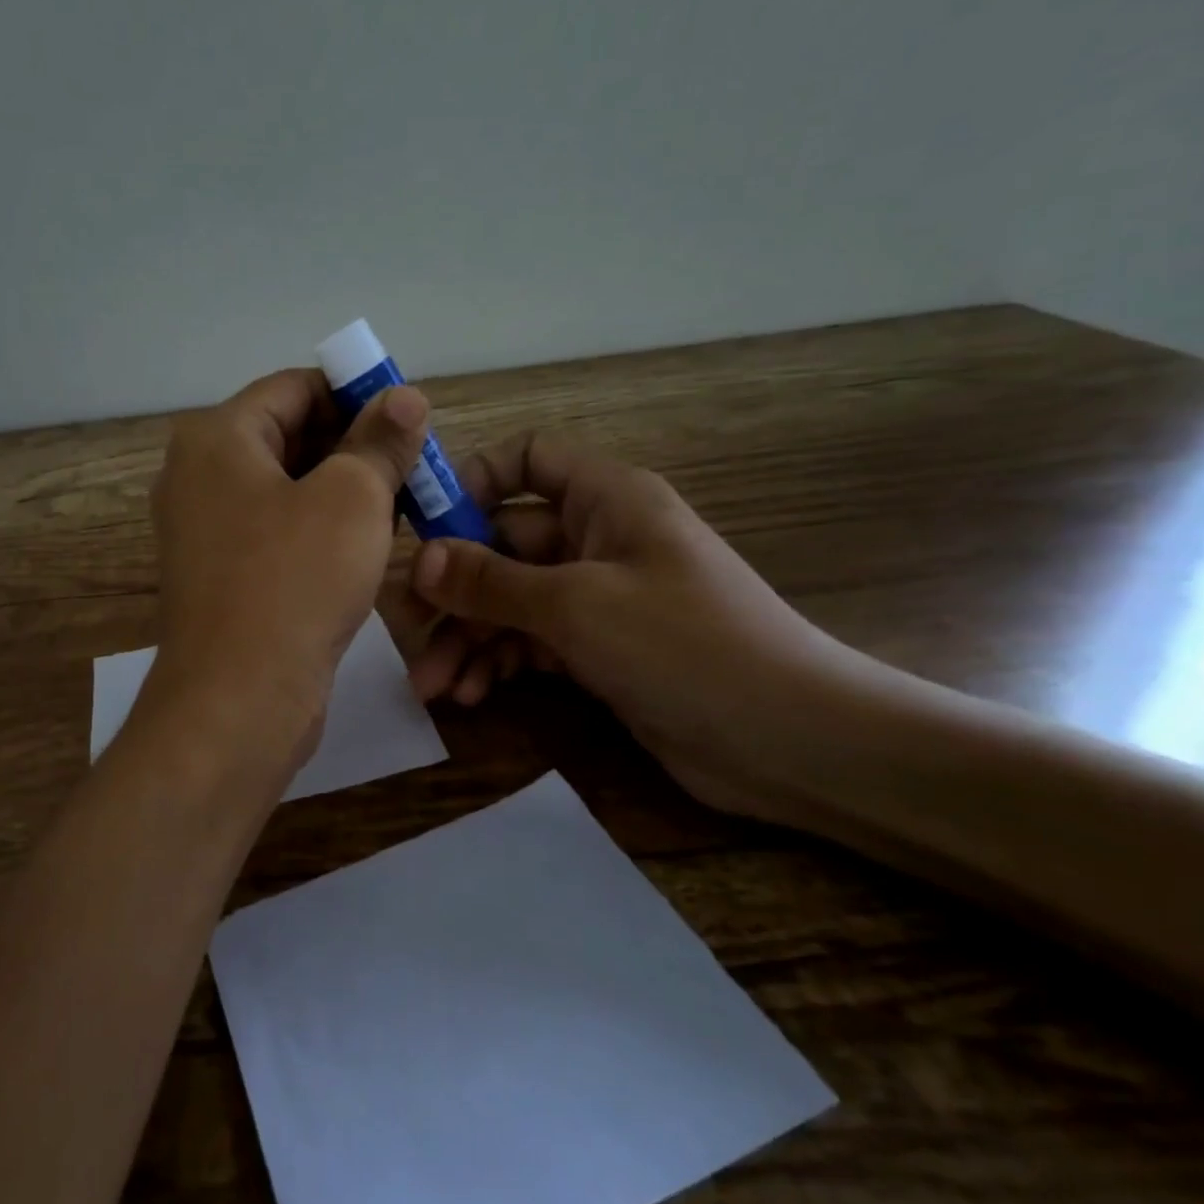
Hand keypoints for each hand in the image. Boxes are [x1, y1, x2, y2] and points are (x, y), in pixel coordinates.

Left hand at [144, 369, 430, 773]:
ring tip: (400, 499)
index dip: (355, 392)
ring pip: (285, 485)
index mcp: (217, 438)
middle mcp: (198, 474)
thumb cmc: (294, 581)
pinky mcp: (220, 574)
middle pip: (286, 434)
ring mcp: (204, 528)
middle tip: (413, 461)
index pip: (294, 388)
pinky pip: (275, 529)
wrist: (238, 700)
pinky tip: (364, 542)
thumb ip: (380, 441)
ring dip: (341, 487)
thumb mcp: (352, 498)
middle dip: (353, 443)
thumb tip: (405, 396)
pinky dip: (318, 525)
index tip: (407, 416)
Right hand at [407, 431, 862, 822]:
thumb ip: (491, 581)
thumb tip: (420, 560)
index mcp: (604, 498)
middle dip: (455, 590)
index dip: (473, 481)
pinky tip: (472, 694)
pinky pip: (531, 640)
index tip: (424, 526)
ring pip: (511, 600)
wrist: (796, 745)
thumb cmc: (686, 646)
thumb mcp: (576, 607)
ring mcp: (597, 596)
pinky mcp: (598, 648)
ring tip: (433, 686)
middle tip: (408, 633)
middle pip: (503, 543)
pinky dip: (499, 662)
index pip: (527, 459)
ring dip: (469, 637)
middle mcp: (597, 537)